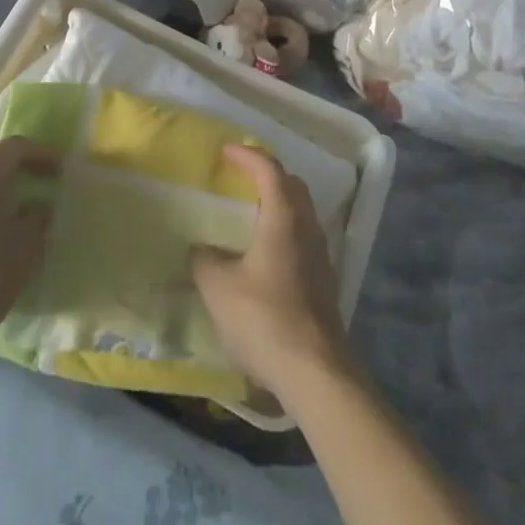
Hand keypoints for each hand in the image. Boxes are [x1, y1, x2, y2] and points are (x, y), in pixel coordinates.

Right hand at [192, 145, 353, 398]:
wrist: (315, 372)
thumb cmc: (264, 319)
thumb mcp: (219, 288)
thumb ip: (205, 260)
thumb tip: (200, 249)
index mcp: (283, 217)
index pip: (269, 170)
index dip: (247, 156)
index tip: (226, 152)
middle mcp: (307, 227)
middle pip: (292, 186)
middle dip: (267, 174)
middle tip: (241, 177)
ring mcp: (320, 255)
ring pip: (301, 212)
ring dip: (278, 203)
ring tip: (250, 212)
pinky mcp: (324, 281)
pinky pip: (303, 238)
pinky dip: (284, 230)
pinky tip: (265, 253)